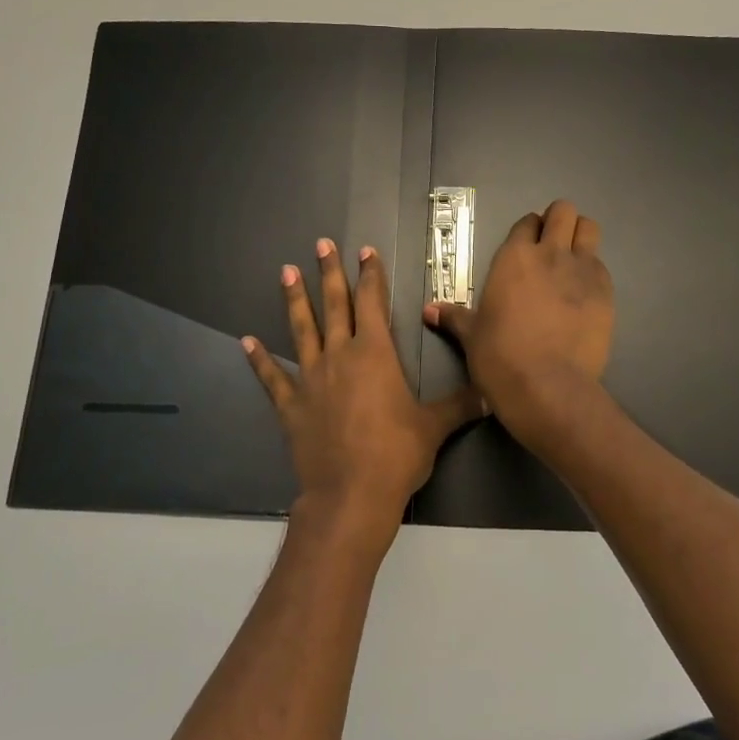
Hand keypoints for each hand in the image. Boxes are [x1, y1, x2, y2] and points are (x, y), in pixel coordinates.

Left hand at [244, 238, 483, 554]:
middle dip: (329, 273)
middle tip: (321, 244)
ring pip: (302, 330)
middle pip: (334, 305)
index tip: (365, 251)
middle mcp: (340, 356)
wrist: (351, 495)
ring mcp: (311, 379)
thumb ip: (461, 406)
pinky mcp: (291, 405)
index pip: (373, 302)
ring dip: (294, 300)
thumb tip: (491, 395)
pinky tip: (246, 342)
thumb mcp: (434, 427)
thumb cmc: (396, 454)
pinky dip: (260, 360)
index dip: (370, 275)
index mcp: (375, 354)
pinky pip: (272, 377)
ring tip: (286, 272)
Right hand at [424, 200, 613, 443]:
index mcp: (513, 258)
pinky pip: (602, 266)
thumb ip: (454, 317)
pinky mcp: (606, 292)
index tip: (527, 247)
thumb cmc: (500, 358)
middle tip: (553, 245)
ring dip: (581, 237)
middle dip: (559, 221)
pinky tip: (584, 295)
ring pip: (589, 229)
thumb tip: (428, 310)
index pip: (526, 222)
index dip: (528, 231)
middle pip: (564, 211)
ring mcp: (582, 270)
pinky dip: (593, 272)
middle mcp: (550, 254)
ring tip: (573, 261)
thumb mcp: (472, 336)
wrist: (546, 387)